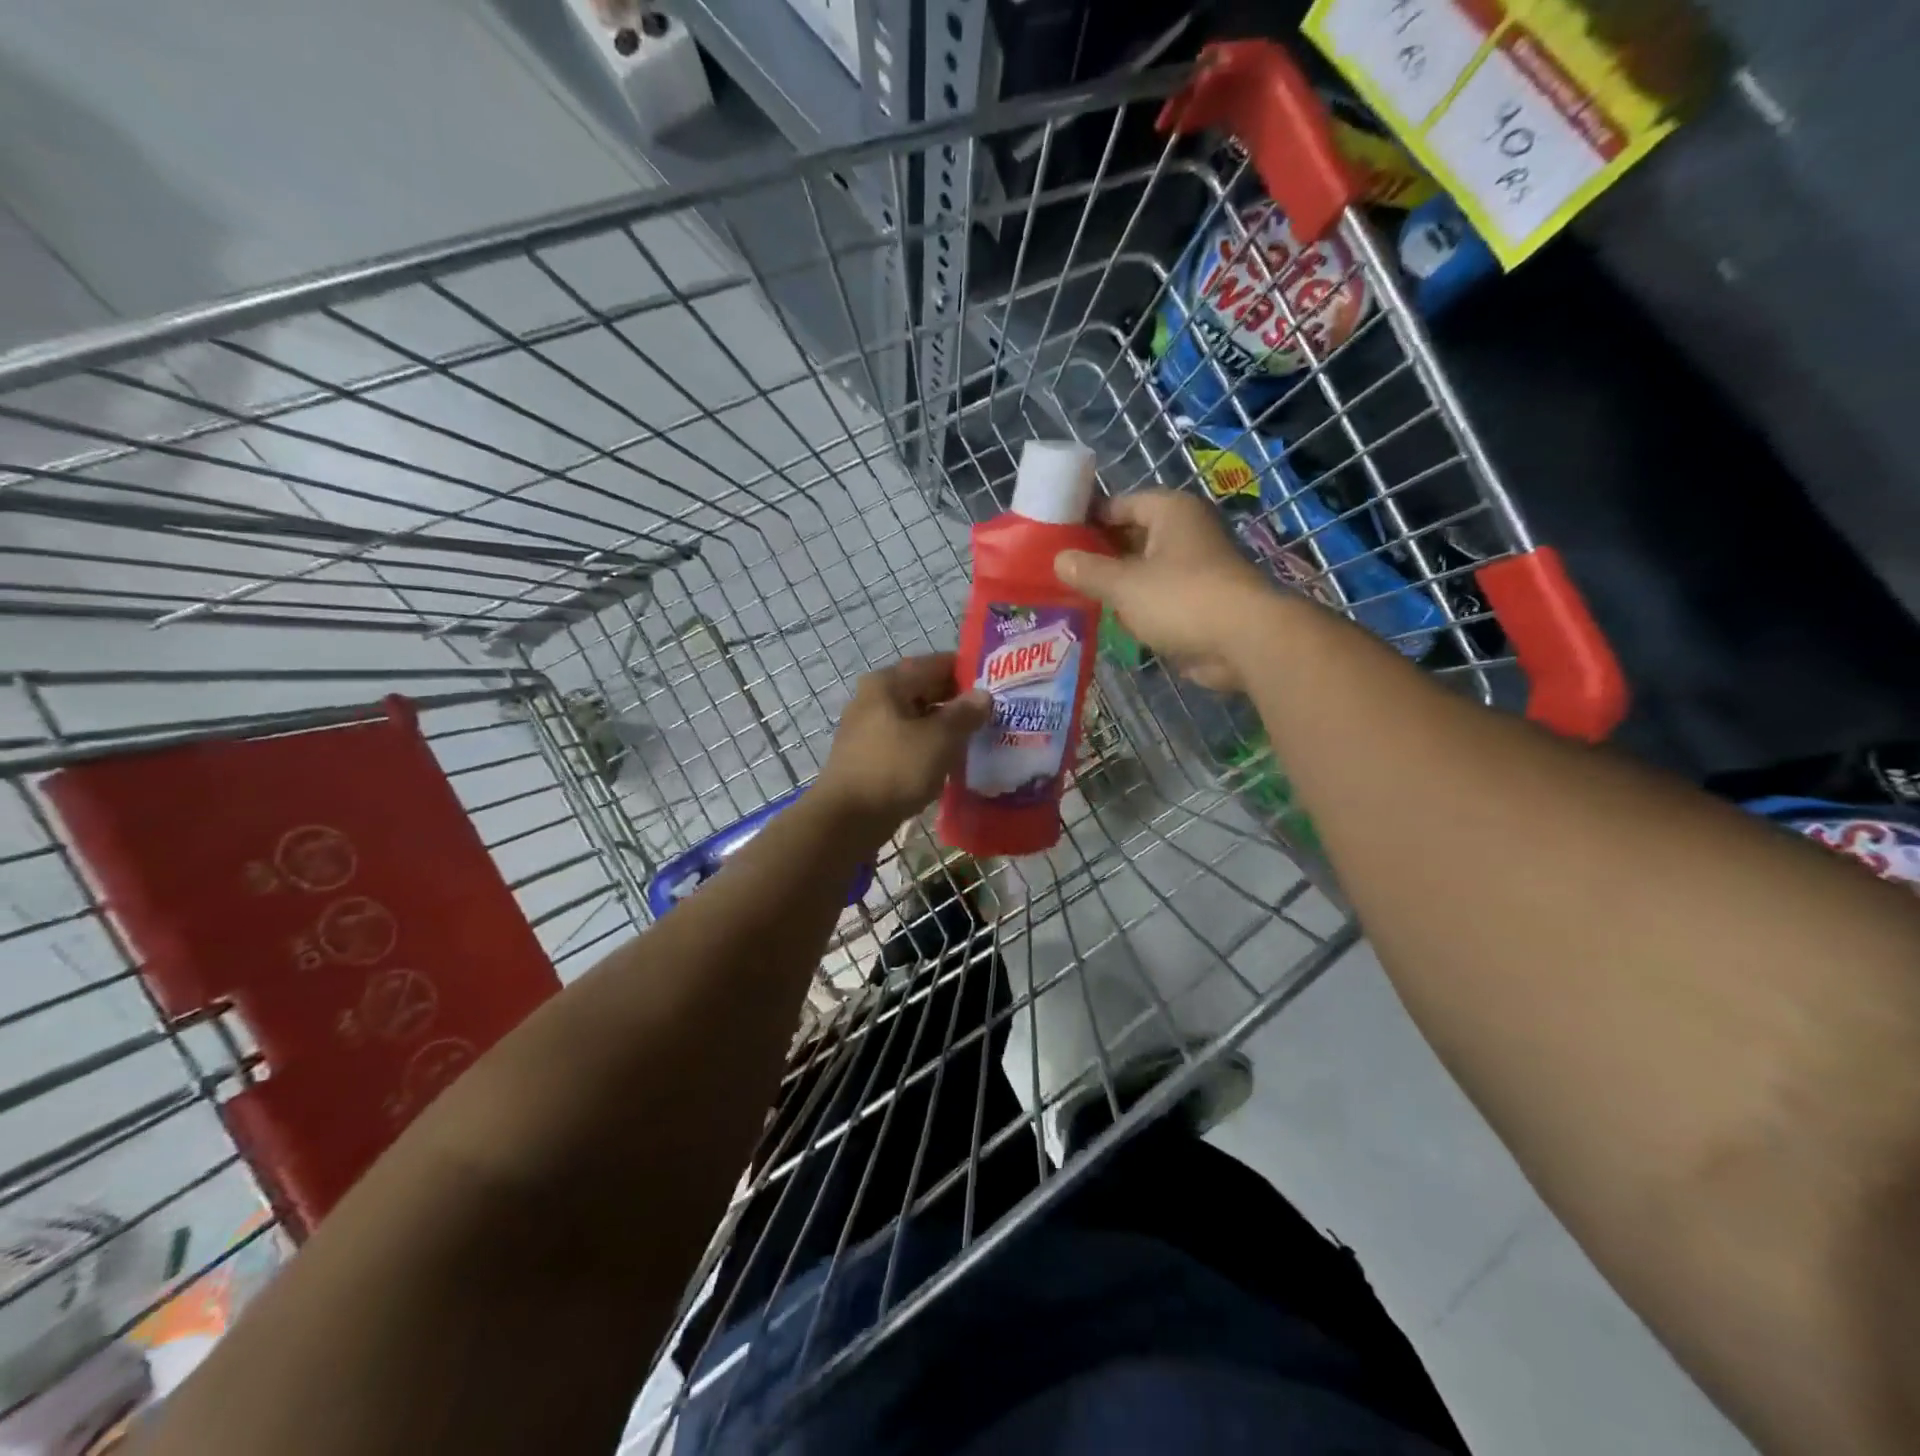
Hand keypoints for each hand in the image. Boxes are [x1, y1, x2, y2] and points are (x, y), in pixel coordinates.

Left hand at [817, 653, 990, 833]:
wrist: (847, 819)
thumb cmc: (895, 769)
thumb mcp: (939, 739)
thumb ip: (964, 713)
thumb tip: (983, 695)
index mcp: (888, 683)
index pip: (934, 664)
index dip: (966, 671)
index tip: (996, 684)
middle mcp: (874, 699)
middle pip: (923, 690)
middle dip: (957, 701)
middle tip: (992, 714)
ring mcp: (868, 729)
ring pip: (915, 719)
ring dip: (944, 727)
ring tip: (977, 738)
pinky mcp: (868, 757)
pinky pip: (906, 742)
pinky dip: (928, 747)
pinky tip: (949, 761)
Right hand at [1054, 490, 1277, 691]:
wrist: (1243, 640)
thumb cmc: (1180, 598)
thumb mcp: (1123, 583)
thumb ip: (1088, 571)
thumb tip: (1059, 559)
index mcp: (1170, 512)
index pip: (1121, 504)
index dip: (1089, 518)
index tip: (1057, 535)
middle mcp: (1184, 533)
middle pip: (1132, 536)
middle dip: (1100, 554)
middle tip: (1062, 570)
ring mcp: (1194, 568)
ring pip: (1144, 570)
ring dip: (1116, 583)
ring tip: (1075, 595)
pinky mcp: (1198, 601)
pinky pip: (1157, 597)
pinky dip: (1135, 606)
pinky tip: (1107, 619)